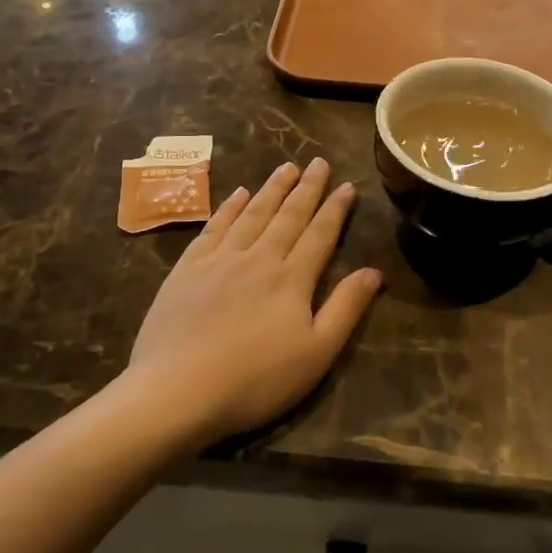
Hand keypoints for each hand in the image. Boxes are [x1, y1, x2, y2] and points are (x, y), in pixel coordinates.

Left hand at [124, 159, 381, 445]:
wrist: (177, 390)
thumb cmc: (255, 380)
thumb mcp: (316, 353)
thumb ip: (346, 308)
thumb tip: (374, 271)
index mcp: (292, 279)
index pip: (320, 234)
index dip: (335, 208)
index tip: (346, 184)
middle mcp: (259, 257)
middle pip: (288, 215)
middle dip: (306, 188)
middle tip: (318, 162)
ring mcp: (220, 259)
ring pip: (253, 214)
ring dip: (272, 189)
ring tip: (286, 168)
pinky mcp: (188, 268)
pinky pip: (215, 226)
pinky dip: (229, 207)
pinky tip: (238, 194)